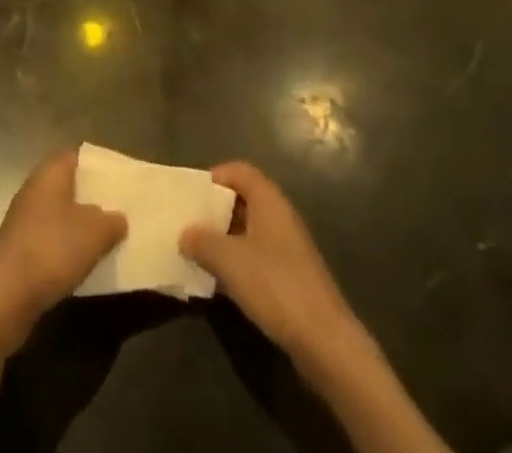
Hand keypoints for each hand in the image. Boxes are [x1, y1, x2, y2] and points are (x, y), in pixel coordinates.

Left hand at [0, 150, 125, 344]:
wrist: (5, 294)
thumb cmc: (52, 248)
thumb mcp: (94, 233)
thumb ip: (111, 221)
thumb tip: (118, 218)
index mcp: (50, 173)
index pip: (76, 157)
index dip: (97, 167)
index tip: (118, 181)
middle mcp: (35, 190)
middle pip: (68, 187)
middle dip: (91, 199)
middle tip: (119, 211)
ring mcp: (24, 221)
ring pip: (60, 216)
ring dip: (80, 228)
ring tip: (108, 240)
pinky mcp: (20, 250)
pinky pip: (51, 241)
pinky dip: (67, 249)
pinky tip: (84, 265)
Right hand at [179, 161, 356, 363]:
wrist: (325, 341)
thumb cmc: (275, 285)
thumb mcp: (229, 260)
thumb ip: (202, 241)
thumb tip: (185, 234)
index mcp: (268, 200)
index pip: (239, 170)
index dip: (214, 177)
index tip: (191, 196)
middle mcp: (280, 215)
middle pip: (243, 198)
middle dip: (215, 210)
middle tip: (189, 225)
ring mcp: (288, 247)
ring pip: (249, 229)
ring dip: (224, 238)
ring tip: (197, 253)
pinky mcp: (291, 276)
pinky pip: (258, 255)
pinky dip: (238, 261)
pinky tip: (221, 281)